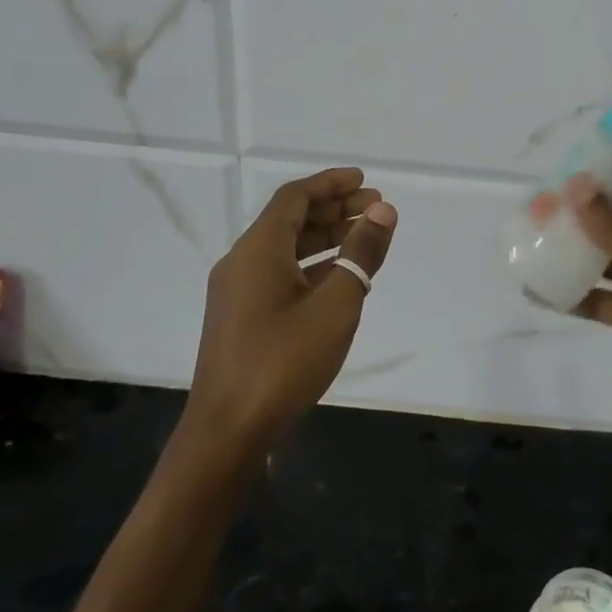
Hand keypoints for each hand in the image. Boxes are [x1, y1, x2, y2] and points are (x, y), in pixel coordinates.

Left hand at [184, 168, 397, 457]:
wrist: (228, 430)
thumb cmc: (284, 361)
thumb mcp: (335, 305)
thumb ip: (361, 254)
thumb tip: (383, 212)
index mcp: (259, 249)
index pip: (295, 197)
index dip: (331, 183)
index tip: (366, 181)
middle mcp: (242, 261)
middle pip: (291, 219)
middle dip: (335, 209)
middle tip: (377, 210)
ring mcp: (238, 291)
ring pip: (286, 248)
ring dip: (325, 238)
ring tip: (365, 239)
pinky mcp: (240, 316)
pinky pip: (279, 273)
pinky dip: (312, 265)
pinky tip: (340, 278)